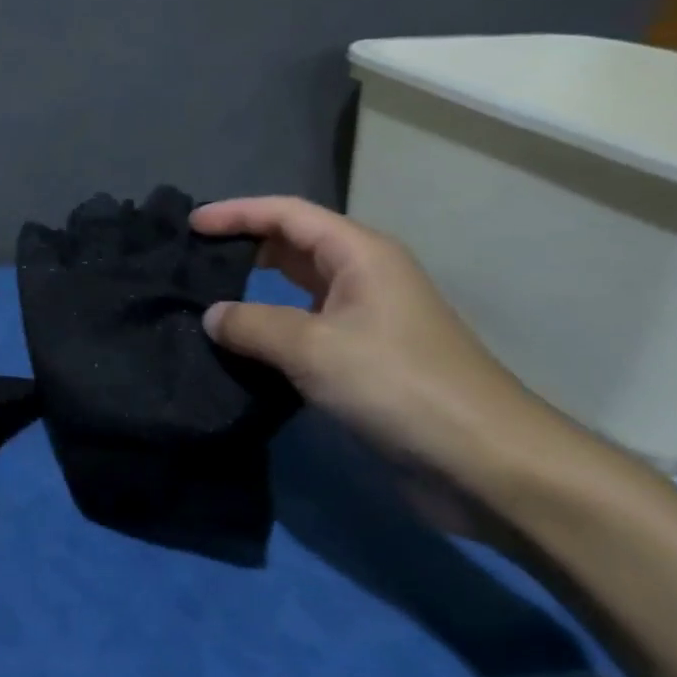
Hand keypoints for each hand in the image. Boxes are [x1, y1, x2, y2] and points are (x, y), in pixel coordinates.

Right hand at [191, 196, 554, 486]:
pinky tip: (240, 345)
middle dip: (243, 245)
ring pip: (297, 288)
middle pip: (292, 244)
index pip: (287, 214)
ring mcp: (365, 319)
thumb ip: (251, 324)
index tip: (191, 225)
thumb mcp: (313, 348)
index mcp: (360, 255)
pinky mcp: (363, 358)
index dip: (236, 213)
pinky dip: (270, 328)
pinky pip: (303, 327)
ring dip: (254, 289)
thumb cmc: (399, 385)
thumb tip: (211, 316)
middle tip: (193, 261)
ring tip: (206, 299)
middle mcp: (363, 276)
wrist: (486, 463)